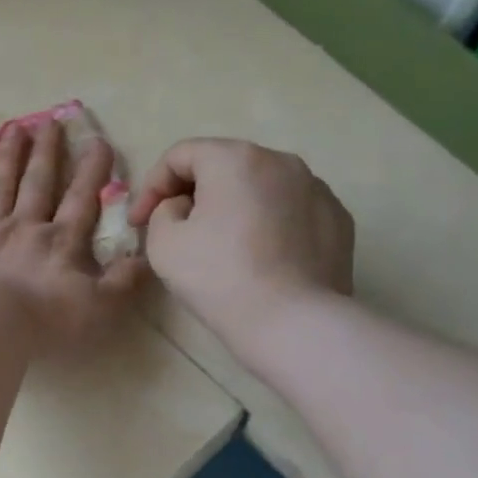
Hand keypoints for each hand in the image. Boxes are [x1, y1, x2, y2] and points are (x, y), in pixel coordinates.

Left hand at [0, 120, 143, 346]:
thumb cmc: (44, 320)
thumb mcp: (99, 308)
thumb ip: (123, 282)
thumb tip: (145, 258)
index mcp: (61, 242)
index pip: (82, 199)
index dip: (92, 171)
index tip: (98, 141)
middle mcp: (25, 227)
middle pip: (38, 183)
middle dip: (47, 152)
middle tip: (50, 122)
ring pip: (0, 186)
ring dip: (8, 157)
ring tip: (13, 129)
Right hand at [128, 138, 352, 347]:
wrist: (293, 323)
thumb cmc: (219, 277)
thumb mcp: (163, 242)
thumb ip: (163, 210)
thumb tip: (185, 207)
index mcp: (235, 158)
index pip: (180, 155)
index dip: (151, 186)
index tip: (139, 223)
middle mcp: (281, 160)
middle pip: (223, 165)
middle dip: (192, 192)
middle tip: (174, 228)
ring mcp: (316, 188)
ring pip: (260, 186)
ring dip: (233, 205)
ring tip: (220, 242)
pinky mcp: (338, 218)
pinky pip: (290, 209)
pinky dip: (269, 222)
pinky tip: (260, 255)